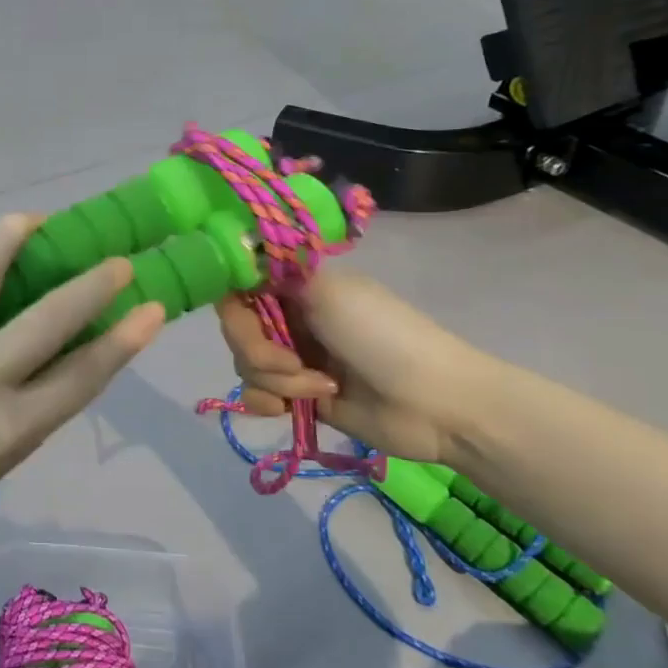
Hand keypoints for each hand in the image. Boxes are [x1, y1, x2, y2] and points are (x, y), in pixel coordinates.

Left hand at [0, 215, 166, 572]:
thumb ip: (28, 414)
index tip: (153, 307)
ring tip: (36, 221)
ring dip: (17, 235)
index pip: (84, 375)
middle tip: (118, 260)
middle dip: (96, 281)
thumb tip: (58, 357)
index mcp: (8, 432)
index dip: (127, 339)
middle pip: (54, 315)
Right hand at [214, 270, 488, 464]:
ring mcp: (293, 359)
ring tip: (319, 389)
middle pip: (237, 330)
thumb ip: (273, 273)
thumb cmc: (383, 336)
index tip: (245, 317)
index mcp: (296, 286)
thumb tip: (237, 256)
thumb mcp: (328, 291)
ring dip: (274, 381)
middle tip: (294, 362)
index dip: (233, 305)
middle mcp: (290, 317)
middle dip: (258, 351)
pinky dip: (267, 403)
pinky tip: (289, 410)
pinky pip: (257, 396)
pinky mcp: (298, 396)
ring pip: (246, 365)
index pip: (239, 286)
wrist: (435, 403)